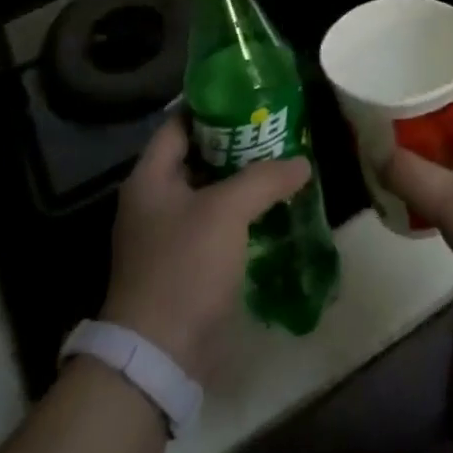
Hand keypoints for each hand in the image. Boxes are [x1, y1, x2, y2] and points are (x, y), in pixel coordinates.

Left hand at [100, 113, 311, 380]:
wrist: (159, 356)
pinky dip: (239, 214)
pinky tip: (271, 209)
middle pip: (196, 156)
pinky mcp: (182, 265)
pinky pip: (213, 224)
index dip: (212, 106)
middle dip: (235, 143)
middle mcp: (153, 200)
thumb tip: (302, 162)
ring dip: (240, 180)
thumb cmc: (184, 267)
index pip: (179, 123)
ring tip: (281, 164)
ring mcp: (165, 235)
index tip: (249, 96)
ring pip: (208, 191)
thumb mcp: (227, 211)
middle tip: (275, 129)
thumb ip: (265, 179)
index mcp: (150, 177)